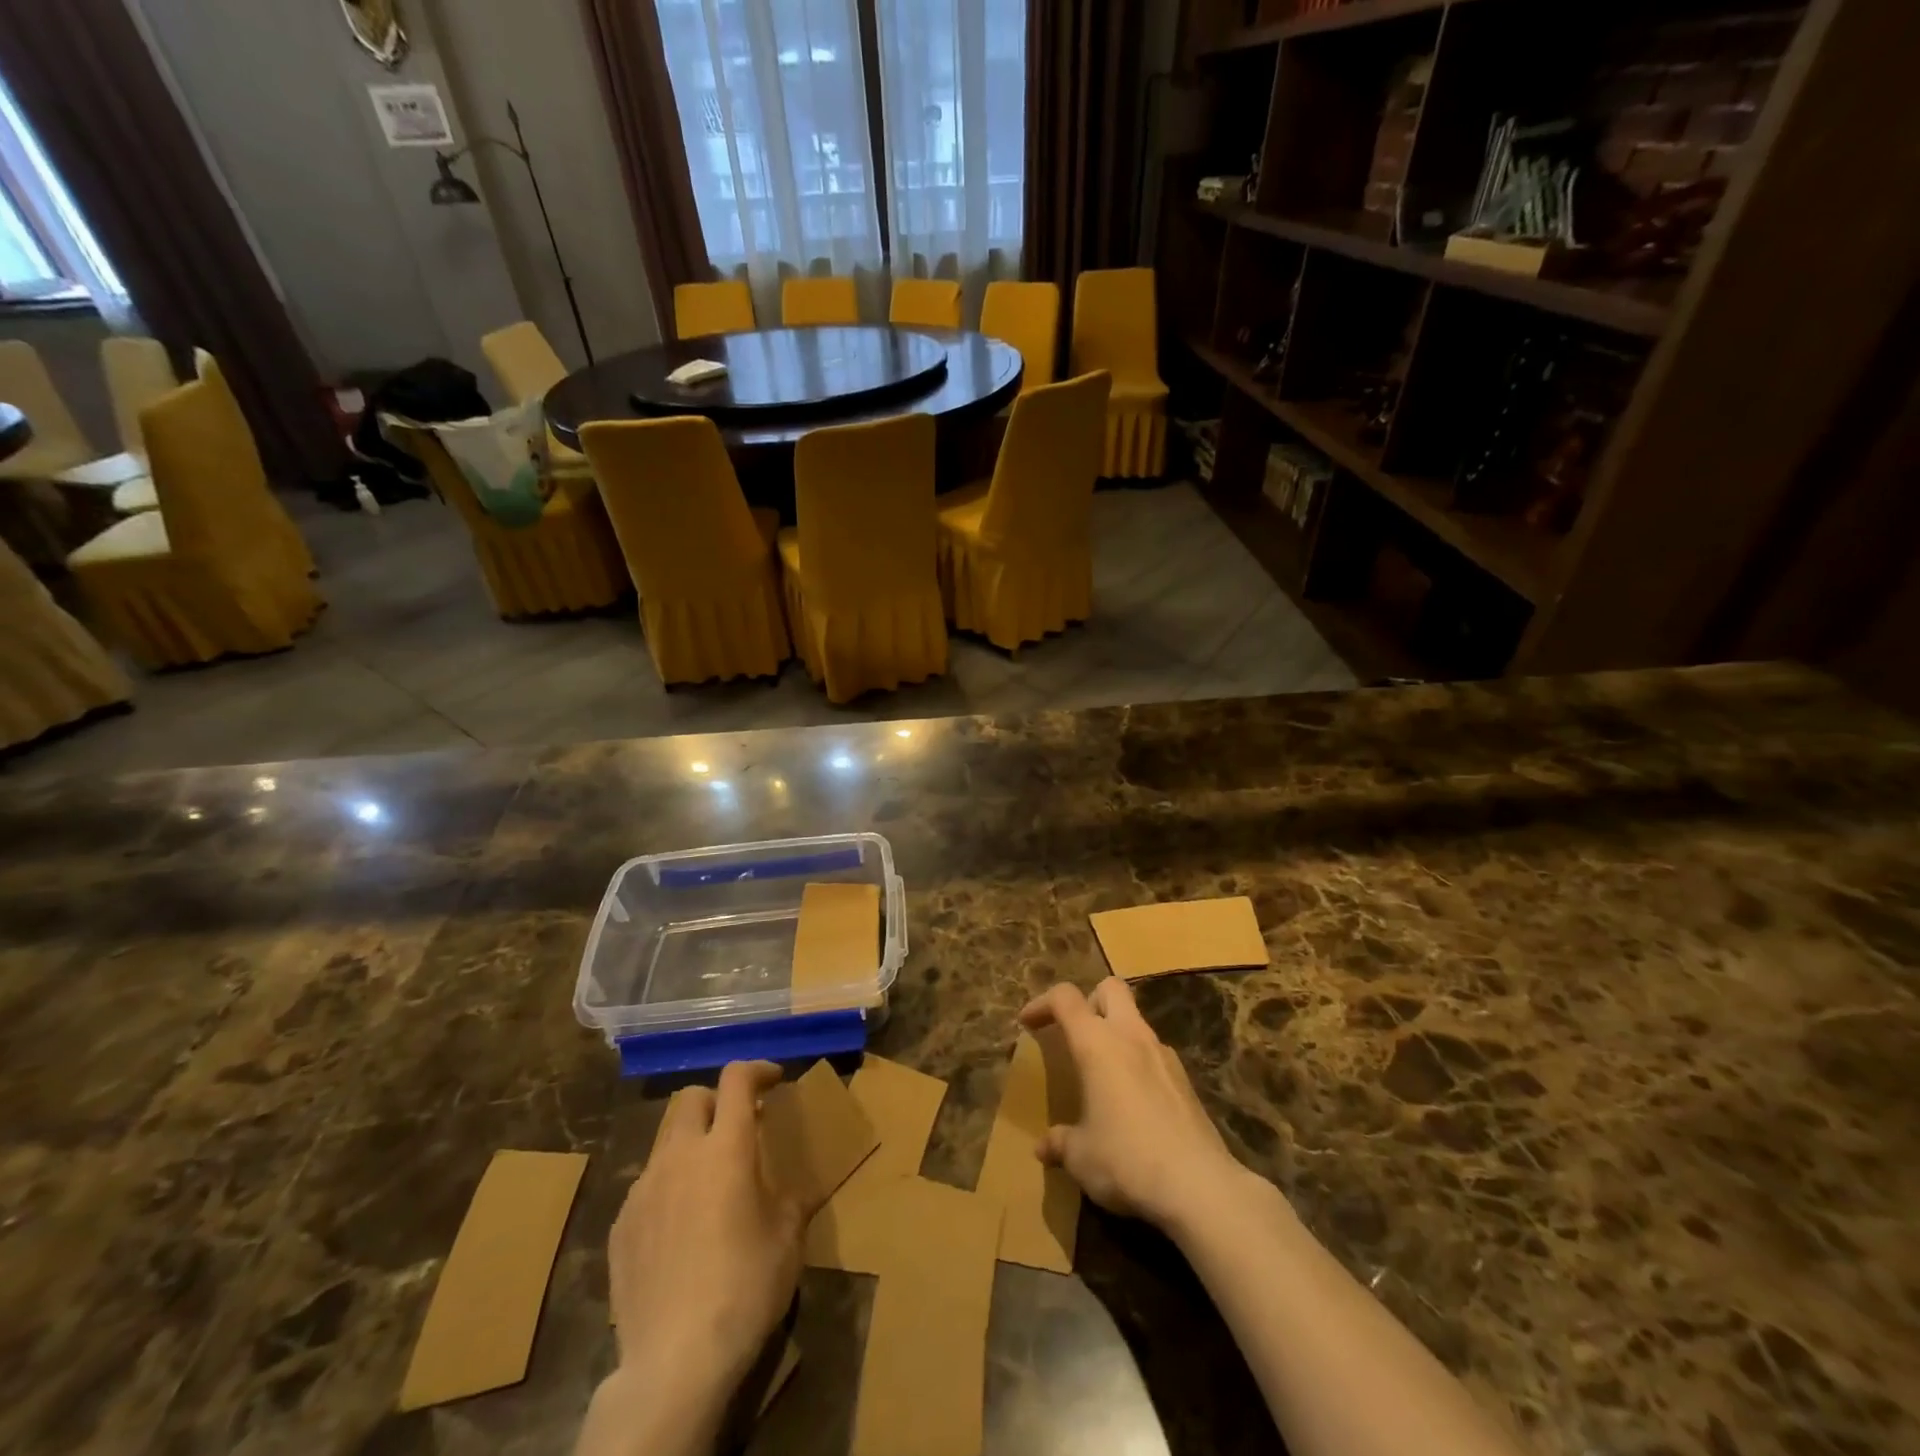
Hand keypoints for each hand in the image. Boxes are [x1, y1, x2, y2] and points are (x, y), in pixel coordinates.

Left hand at [609, 1061, 802, 1401]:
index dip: (757, 1069)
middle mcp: (680, 1156)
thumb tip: (781, 1189)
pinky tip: (681, 1229)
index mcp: (726, 1148)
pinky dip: (669, 1187)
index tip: (773, 1079)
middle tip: (739, 1127)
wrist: (674, 1361)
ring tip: (709, 1183)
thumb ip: (786, 1197)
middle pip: (691, 1098)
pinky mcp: (620, 1226)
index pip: (736, 1079)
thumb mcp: (788, 1238)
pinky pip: (647, 1186)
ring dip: (691, 1144)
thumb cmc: (745, 1288)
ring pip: (665, 1141)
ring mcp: (643, 1190)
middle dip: (717, 1101)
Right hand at [1019, 978, 1254, 1234]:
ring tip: (1103, 1072)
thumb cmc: (1126, 1160)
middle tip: (1075, 1033)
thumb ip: (1060, 1143)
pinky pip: (1154, 1053)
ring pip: (1136, 1020)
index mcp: (1097, 1043)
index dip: (1042, 1003)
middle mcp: (1131, 1036)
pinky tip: (1133, 1100)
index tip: (1028, 1022)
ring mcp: (1163, 1054)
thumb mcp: (1081, 1156)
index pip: (1065, 998)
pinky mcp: (1185, 1079)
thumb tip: (1044, 1147)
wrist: (1199, 1186)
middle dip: (1089, 1001)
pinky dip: (1138, 1061)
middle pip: (1110, 988)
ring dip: (1116, 1033)